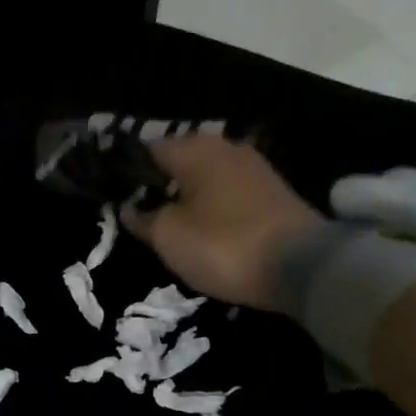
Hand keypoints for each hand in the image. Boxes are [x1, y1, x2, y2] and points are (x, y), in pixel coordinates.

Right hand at [121, 135, 324, 308]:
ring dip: (186, 195)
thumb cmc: (223, 244)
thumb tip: (128, 207)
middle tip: (139, 212)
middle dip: (158, 183)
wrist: (302, 267)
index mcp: (195, 149)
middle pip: (179, 161)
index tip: (113, 194)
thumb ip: (143, 218)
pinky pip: (227, 193)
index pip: (148, 149)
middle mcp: (225, 148)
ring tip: (168, 223)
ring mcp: (254, 168)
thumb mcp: (169, 236)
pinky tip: (203, 226)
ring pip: (205, 177)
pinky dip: (212, 206)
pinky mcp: (272, 193)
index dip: (128, 172)